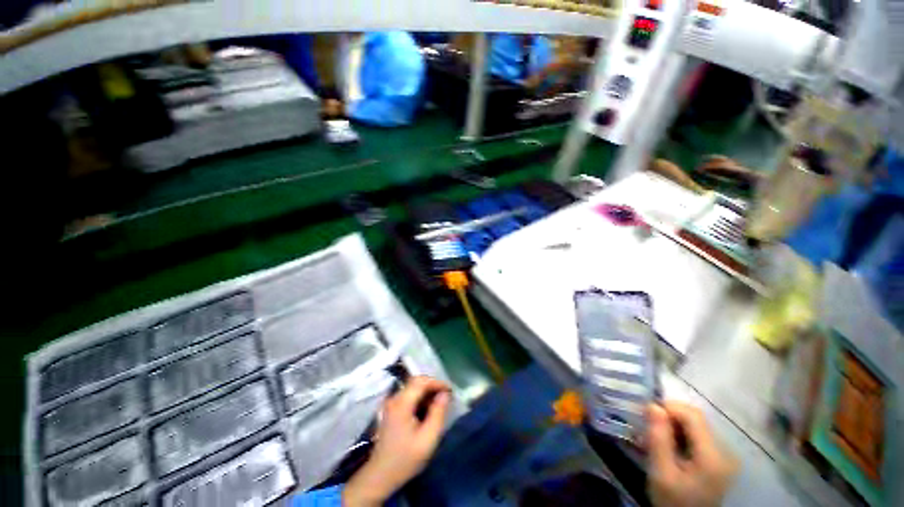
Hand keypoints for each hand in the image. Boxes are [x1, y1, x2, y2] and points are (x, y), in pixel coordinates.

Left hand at [343, 376, 450, 506]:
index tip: (450, 391)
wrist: (380, 476)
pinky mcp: (391, 409)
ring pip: (412, 388)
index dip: (437, 382)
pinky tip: (427, 411)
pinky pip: (408, 395)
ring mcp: (391, 403)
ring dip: (427, 392)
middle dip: (433, 386)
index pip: (421, 381)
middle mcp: (394, 398)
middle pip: (416, 382)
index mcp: (402, 403)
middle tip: (446, 397)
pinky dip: (420, 398)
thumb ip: (438, 413)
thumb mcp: (428, 439)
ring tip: (439, 405)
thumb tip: (445, 394)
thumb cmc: (405, 459)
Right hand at [647, 402, 737, 506]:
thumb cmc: (673, 501)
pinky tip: (667, 445)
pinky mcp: (718, 459)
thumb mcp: (661, 473)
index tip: (645, 413)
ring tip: (654, 436)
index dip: (668, 407)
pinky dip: (679, 434)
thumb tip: (652, 406)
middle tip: (646, 425)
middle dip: (668, 416)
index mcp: (712, 456)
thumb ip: (658, 438)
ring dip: (672, 425)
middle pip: (695, 419)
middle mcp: (724, 451)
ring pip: (695, 425)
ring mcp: (723, 456)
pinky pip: (697, 435)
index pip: (692, 415)